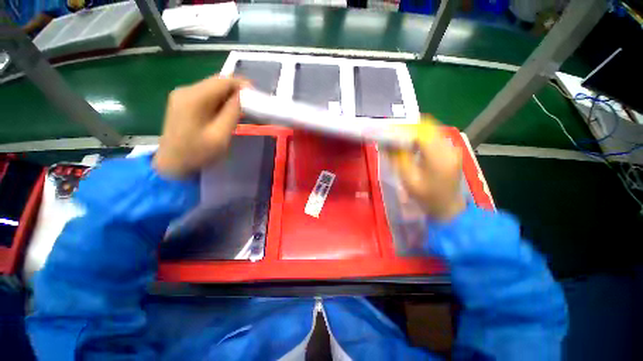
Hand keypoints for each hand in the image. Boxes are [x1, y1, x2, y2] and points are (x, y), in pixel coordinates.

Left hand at [153, 76, 245, 177]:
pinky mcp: (182, 102)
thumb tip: (242, 96)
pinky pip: (205, 95)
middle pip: (216, 82)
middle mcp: (185, 91)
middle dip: (235, 90)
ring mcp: (181, 96)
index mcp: (194, 98)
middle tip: (252, 102)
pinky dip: (219, 101)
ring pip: (211, 88)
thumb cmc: (197, 153)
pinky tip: (226, 111)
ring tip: (242, 108)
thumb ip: (232, 113)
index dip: (241, 84)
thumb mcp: (220, 135)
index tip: (256, 94)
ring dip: (228, 96)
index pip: (222, 81)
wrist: (172, 164)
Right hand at [392, 134, 465, 221]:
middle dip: (407, 128)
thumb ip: (397, 159)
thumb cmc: (426, 196)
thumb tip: (385, 143)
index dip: (403, 129)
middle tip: (392, 134)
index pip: (420, 132)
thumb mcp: (408, 179)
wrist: (448, 206)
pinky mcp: (452, 150)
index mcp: (439, 158)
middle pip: (427, 127)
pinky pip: (434, 136)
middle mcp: (449, 148)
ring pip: (431, 129)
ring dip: (414, 131)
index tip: (389, 132)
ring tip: (399, 138)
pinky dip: (421, 136)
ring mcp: (453, 148)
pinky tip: (411, 143)